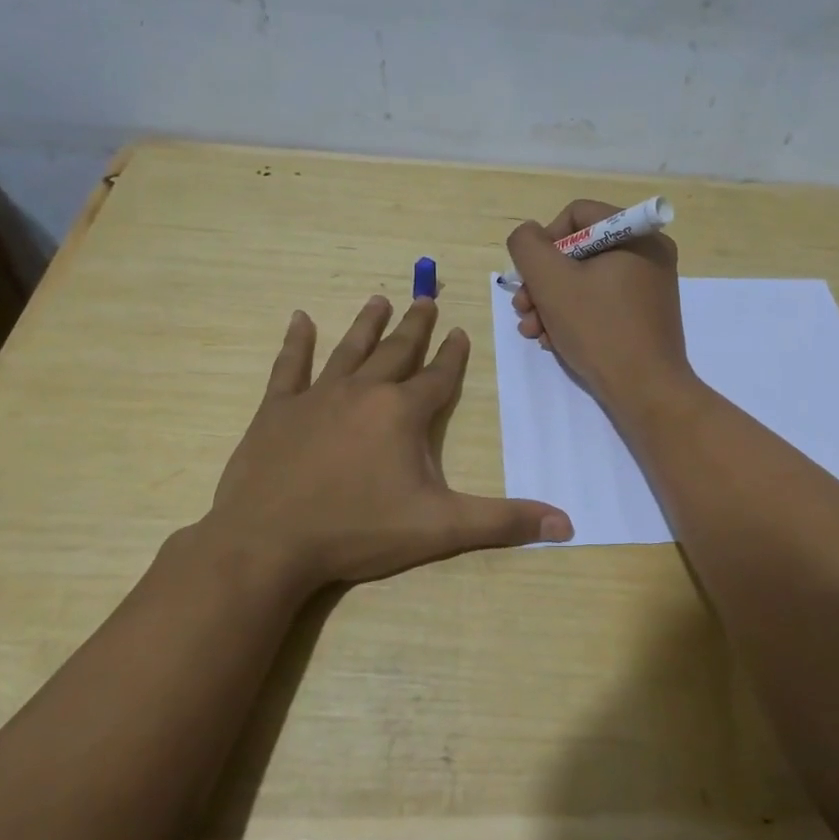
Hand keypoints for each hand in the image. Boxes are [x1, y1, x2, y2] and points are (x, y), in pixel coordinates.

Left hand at [201, 295, 572, 597]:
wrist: (269, 542)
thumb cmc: (359, 531)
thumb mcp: (441, 529)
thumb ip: (503, 522)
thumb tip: (569, 524)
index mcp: (403, 413)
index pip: (438, 376)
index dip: (453, 355)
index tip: (460, 331)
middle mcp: (363, 392)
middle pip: (396, 351)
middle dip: (415, 325)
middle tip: (425, 297)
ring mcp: (316, 397)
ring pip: (348, 349)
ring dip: (367, 324)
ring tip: (379, 298)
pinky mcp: (276, 410)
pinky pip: (289, 366)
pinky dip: (296, 342)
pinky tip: (300, 319)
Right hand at [505, 200, 693, 416]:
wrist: (646, 391)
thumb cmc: (599, 329)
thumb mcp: (551, 281)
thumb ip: (528, 246)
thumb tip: (528, 235)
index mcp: (636, 235)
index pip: (577, 215)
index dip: (544, 241)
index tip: (530, 276)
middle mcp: (648, 254)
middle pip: (578, 251)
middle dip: (543, 281)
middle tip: (523, 309)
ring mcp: (649, 287)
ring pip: (585, 280)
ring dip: (551, 303)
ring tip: (533, 331)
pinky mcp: (644, 316)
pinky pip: (601, 302)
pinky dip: (573, 317)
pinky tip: (553, 340)